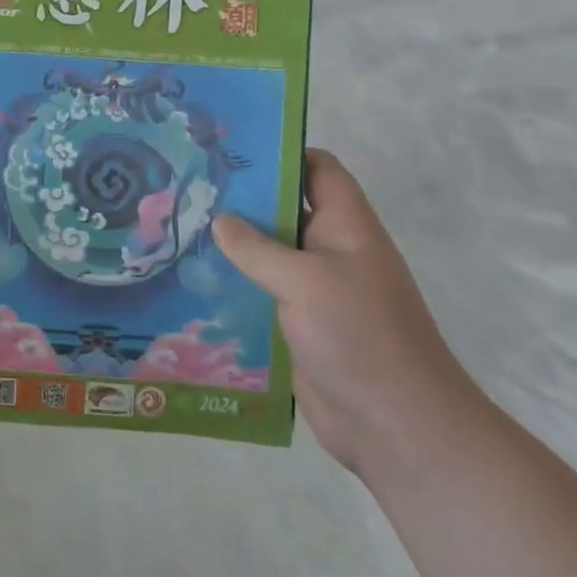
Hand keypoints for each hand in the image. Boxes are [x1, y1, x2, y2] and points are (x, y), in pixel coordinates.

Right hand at [213, 149, 475, 471]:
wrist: (395, 427)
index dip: (283, 153)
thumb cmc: (360, 338)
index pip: (318, 170)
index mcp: (346, 226)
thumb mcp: (306, 282)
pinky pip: (264, 293)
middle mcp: (332, 251)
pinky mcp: (300, 325)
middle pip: (286, 209)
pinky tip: (194, 283)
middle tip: (189, 187)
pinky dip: (236, 286)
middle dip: (244, 198)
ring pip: (270, 254)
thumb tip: (220, 219)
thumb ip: (258, 248)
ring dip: (234, 246)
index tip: (231, 150)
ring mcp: (316, 291)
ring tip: (180, 230)